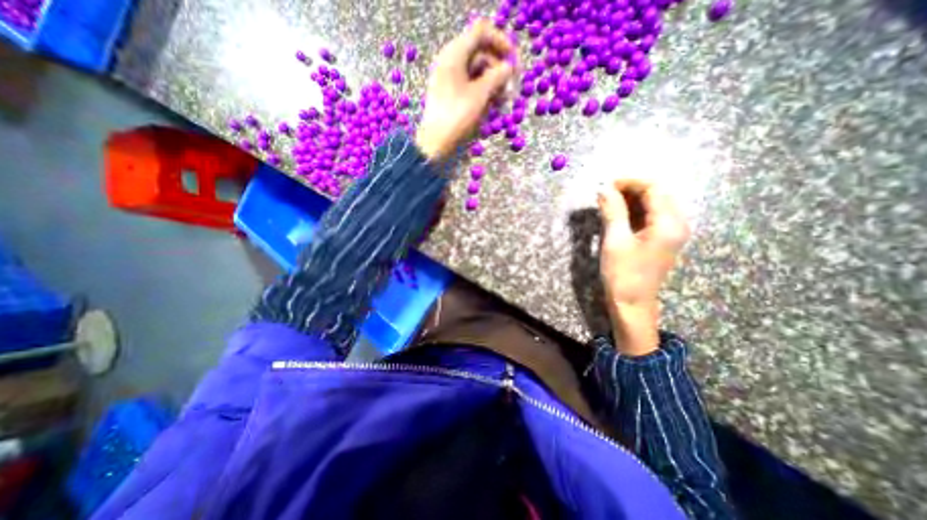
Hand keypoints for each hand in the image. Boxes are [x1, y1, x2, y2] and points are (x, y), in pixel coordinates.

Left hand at [418, 19, 517, 159]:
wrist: (435, 143)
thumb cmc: (457, 117)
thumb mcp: (480, 95)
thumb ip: (497, 76)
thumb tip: (509, 68)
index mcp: (454, 54)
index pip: (482, 32)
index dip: (501, 43)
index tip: (515, 62)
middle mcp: (450, 61)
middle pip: (481, 53)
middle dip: (498, 69)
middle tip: (510, 89)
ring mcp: (449, 78)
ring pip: (477, 72)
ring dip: (493, 83)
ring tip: (502, 102)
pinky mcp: (450, 94)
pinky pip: (470, 85)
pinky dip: (483, 92)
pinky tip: (491, 106)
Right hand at [598, 176, 689, 355]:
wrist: (632, 304)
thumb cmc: (623, 274)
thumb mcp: (614, 240)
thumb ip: (612, 211)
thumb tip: (604, 189)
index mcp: (668, 223)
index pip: (654, 188)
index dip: (630, 182)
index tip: (606, 184)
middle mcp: (677, 224)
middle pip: (657, 194)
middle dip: (630, 189)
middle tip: (605, 194)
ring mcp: (671, 232)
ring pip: (653, 204)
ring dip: (631, 200)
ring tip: (607, 203)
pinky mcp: (663, 239)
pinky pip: (651, 216)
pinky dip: (634, 211)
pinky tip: (617, 215)